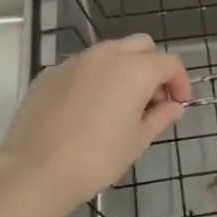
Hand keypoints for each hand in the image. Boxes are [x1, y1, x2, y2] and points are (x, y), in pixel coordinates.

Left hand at [0, 35, 191, 213]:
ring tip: (118, 104)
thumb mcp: (137, 141)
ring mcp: (76, 61)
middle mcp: (107, 55)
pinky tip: (87, 109)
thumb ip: (160, 117)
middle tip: (151, 100)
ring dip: (123, 69)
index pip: (170, 63)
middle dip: (153, 67)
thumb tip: (173, 106)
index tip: (178, 105)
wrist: (36, 170)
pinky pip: (83, 66)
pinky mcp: (51, 72)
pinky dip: (94, 78)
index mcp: (135, 69)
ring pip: (110, 52)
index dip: (180, 83)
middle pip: (142, 45)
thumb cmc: (97, 159)